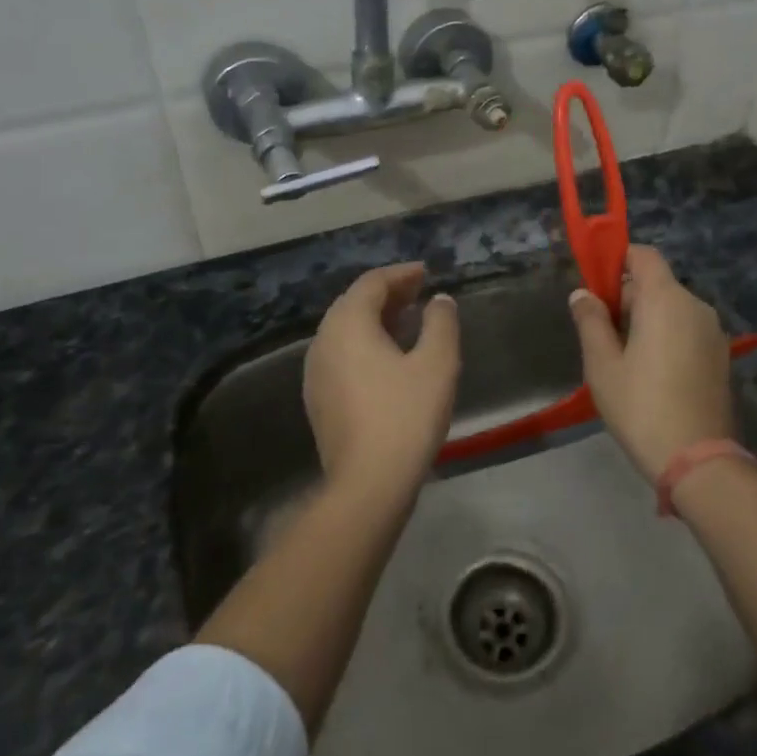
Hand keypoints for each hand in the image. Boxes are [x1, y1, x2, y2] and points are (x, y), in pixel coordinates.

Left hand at [304, 263, 460, 504]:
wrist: (368, 483)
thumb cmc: (406, 415)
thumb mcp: (437, 363)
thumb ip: (441, 323)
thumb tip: (439, 300)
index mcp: (347, 325)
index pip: (371, 283)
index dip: (401, 274)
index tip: (426, 272)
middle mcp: (323, 341)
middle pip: (354, 304)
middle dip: (388, 294)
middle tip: (419, 292)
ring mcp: (316, 372)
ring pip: (346, 331)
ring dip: (376, 319)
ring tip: (408, 320)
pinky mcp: (319, 398)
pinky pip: (342, 355)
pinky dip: (366, 344)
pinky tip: (390, 358)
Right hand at [569, 246, 733, 481]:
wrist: (697, 459)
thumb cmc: (641, 406)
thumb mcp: (603, 365)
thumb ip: (591, 322)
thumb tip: (582, 294)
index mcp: (665, 300)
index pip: (644, 255)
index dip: (618, 259)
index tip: (596, 284)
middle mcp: (695, 307)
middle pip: (657, 283)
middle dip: (628, 296)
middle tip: (601, 331)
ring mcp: (713, 332)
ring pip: (672, 308)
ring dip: (647, 318)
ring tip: (623, 356)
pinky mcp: (720, 356)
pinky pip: (687, 330)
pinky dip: (666, 335)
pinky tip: (650, 371)